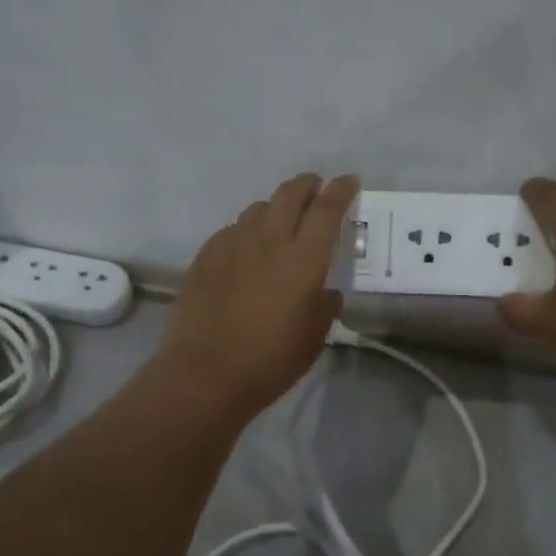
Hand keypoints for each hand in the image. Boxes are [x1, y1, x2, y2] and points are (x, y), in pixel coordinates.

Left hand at [156, 173, 359, 422]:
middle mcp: (268, 240)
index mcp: (303, 258)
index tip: (349, 181)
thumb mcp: (315, 336)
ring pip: (258, 208)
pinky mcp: (205, 255)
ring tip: (280, 222)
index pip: (328, 208)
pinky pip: (232, 230)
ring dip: (276, 208)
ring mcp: (232, 244)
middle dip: (308, 185)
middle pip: (290, 193)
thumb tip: (326, 290)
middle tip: (316, 190)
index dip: (342, 190)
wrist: (205, 374)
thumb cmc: (271, 360)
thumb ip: (325, 304)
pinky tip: (247, 250)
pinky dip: (247, 231)